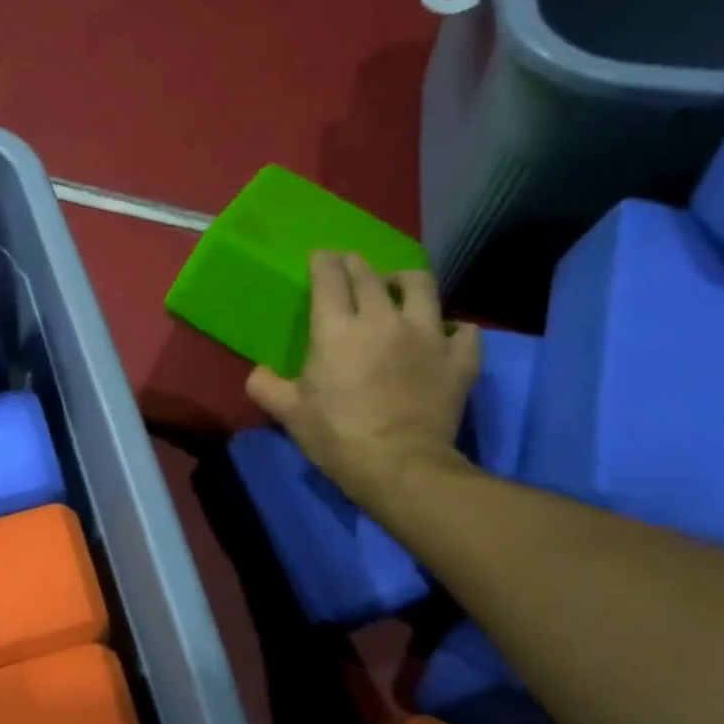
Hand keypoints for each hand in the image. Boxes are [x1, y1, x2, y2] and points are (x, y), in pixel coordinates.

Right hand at [245, 251, 480, 508]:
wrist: (399, 466)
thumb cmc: (336, 436)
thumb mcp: (288, 412)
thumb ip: (265, 385)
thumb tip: (258, 371)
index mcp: (336, 330)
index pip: (329, 280)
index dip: (323, 263)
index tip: (320, 256)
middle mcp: (382, 320)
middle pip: (370, 276)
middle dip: (356, 264)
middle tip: (349, 264)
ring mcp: (427, 336)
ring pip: (422, 286)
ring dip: (406, 280)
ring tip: (399, 286)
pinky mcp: (459, 359)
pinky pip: (464, 330)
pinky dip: (454, 328)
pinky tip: (445, 334)